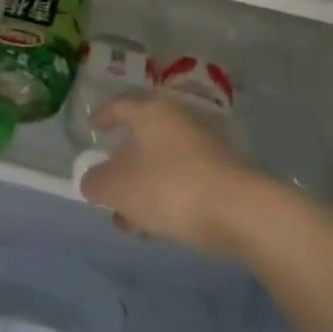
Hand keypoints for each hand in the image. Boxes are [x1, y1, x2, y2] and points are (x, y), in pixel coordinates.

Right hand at [76, 94, 265, 257]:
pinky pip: (182, 178)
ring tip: (129, 221)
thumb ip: (97, 182)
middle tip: (107, 186)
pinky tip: (159, 225)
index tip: (92, 127)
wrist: (240, 210)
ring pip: (162, 161)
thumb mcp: (119, 188)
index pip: (120, 105)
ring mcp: (204, 145)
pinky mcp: (221, 171)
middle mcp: (178, 119)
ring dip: (143, 186)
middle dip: (122, 164)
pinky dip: (165, 195)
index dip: (103, 116)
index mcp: (152, 112)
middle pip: (142, 136)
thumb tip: (92, 180)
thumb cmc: (170, 187)